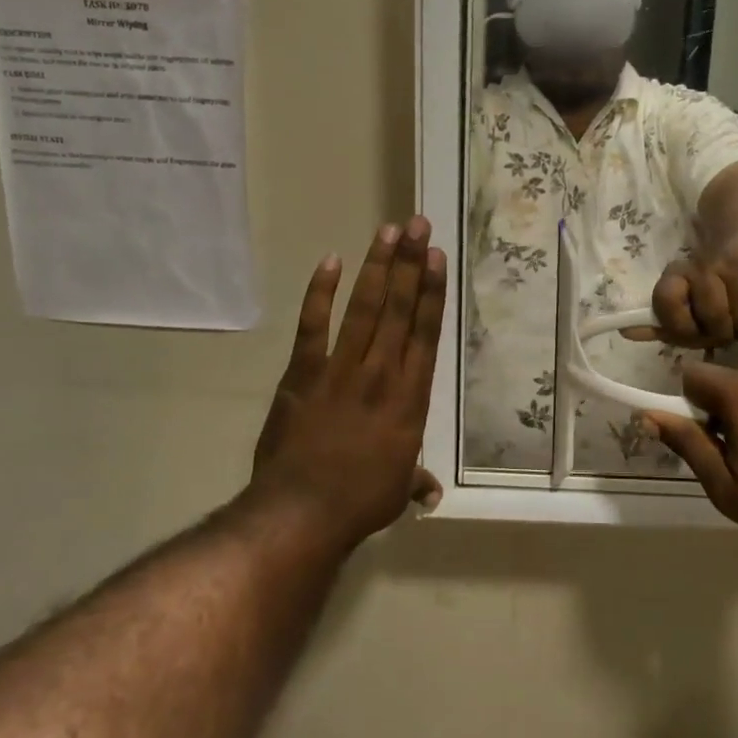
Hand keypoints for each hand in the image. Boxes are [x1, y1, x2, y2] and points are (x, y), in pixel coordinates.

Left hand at [247, 217, 446, 549]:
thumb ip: (415, 480)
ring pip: (364, 308)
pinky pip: (314, 325)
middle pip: (399, 308)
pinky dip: (321, 293)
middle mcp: (382, 372)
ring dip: (377, 267)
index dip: (432, 291)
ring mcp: (341, 369)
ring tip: (388, 231)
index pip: (425, 332)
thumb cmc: (359, 502)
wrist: (301, 513)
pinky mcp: (304, 373)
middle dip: (409, 263)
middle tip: (418, 225)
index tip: (435, 257)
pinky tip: (330, 262)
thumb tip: (432, 493)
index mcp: (410, 397)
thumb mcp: (397, 491)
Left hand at [631, 249, 737, 347]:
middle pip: (714, 323)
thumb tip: (627, 332)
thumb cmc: (713, 271)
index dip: (678, 325)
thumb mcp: (682, 290)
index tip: (688, 328)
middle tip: (722, 328)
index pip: (666, 301)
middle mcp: (711, 268)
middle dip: (719, 334)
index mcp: (682, 271)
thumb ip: (659, 318)